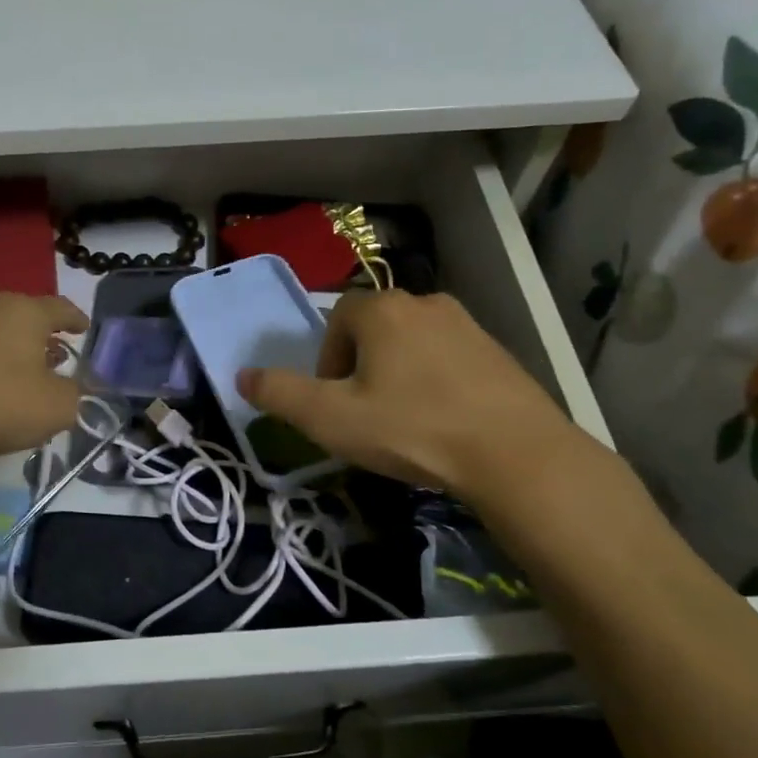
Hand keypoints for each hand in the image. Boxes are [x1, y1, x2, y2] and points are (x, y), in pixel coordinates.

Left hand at [0, 293, 86, 465]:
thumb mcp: (57, 407)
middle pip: (28, 316)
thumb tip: (75, 390)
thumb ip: (76, 395)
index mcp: (27, 312)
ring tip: (27, 370)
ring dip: (16, 347)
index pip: (61, 308)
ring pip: (0, 330)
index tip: (84, 328)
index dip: (76, 320)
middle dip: (45, 334)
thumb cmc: (1, 401)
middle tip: (58, 354)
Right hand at [237, 290, 591, 502]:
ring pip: (413, 343)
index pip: (337, 319)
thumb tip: (242, 376)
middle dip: (361, 366)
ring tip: (404, 420)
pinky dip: (436, 382)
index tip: (336, 402)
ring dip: (399, 373)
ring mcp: (468, 326)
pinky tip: (443, 422)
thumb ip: (280, 395)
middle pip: (375, 328)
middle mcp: (425, 303)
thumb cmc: (412, 429)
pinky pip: (450, 359)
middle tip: (365, 413)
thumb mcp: (330, 419)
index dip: (327, 360)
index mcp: (382, 311)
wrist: (515, 454)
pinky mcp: (498, 352)